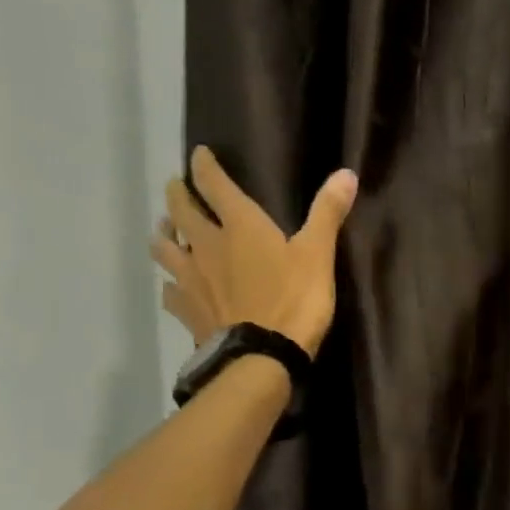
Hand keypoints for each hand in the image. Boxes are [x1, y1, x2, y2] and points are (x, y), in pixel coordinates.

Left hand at [150, 147, 358, 355]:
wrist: (262, 355)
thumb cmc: (294, 301)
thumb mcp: (318, 255)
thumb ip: (328, 213)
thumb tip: (346, 172)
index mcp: (239, 225)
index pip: (212, 184)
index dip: (204, 166)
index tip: (199, 154)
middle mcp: (206, 245)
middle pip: (180, 211)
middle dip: (177, 194)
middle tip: (177, 188)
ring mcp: (191, 279)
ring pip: (164, 247)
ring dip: (163, 234)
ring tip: (166, 231)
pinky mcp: (187, 310)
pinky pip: (169, 292)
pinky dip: (170, 285)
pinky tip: (174, 287)